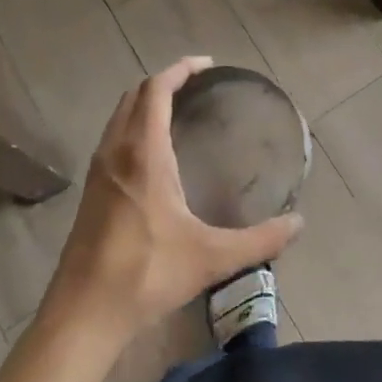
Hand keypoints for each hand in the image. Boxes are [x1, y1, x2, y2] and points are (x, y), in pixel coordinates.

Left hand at [43, 57, 302, 344]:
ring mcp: (98, 171)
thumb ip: (259, 240)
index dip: (180, 70)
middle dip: (163, 81)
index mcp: (143, 155)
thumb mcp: (211, 257)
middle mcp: (116, 152)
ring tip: (177, 109)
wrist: (82, 315)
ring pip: (119, 116)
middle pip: (134, 95)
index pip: (156, 90)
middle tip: (197, 85)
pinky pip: (112, 137)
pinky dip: (132, 125)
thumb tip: (299, 224)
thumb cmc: (145, 275)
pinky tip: (153, 153)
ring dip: (145, 102)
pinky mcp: (89, 191)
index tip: (207, 65)